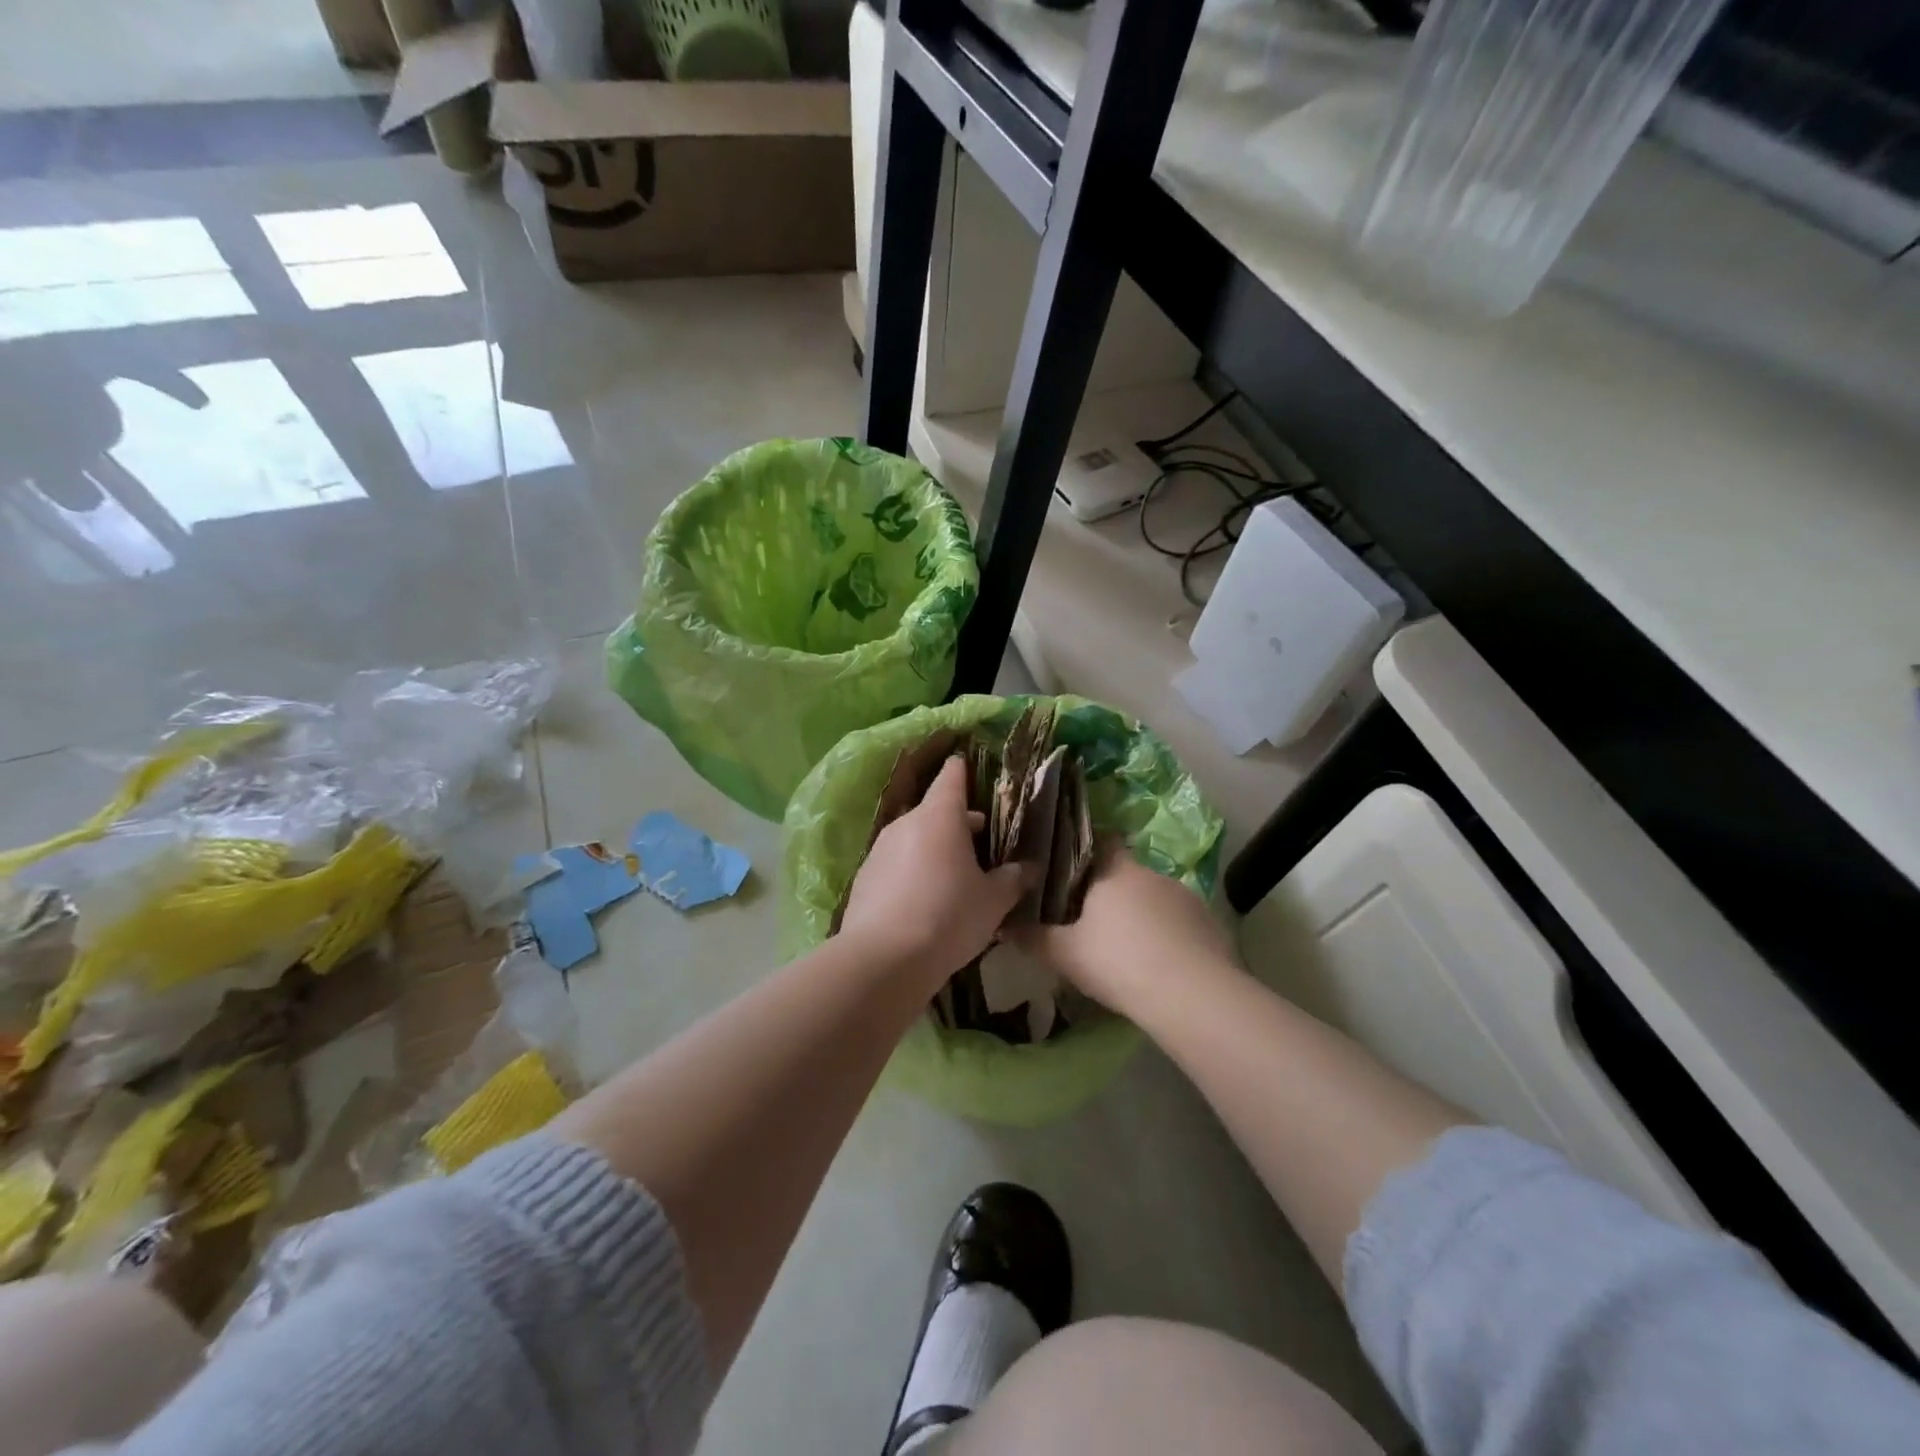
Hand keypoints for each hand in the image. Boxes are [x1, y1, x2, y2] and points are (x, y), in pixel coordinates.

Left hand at [840, 756, 1028, 981]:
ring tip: (956, 876)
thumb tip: (1029, 868)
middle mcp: (907, 823)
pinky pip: (897, 863)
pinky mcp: (864, 877)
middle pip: (936, 810)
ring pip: (915, 837)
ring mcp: (880, 849)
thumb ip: (1013, 879)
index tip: (976, 773)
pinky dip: (913, 870)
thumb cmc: (948, 917)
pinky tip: (925, 901)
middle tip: (984, 843)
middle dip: (959, 822)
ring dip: (935, 848)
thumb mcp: (993, 901)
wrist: (883, 960)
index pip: (953, 775)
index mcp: (940, 816)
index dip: (965, 771)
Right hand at [1012, 845, 1236, 1015]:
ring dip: (1142, 915)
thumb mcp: (1065, 954)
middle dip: (1112, 893)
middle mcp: (1153, 874)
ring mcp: (1187, 898)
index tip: (1071, 870)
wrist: (1191, 996)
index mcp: (1116, 871)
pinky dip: (1168, 937)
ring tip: (1128, 948)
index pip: (1102, 842)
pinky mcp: (1211, 925)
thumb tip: (1003, 925)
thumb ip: (1033, 937)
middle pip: (1127, 874)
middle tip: (1092, 921)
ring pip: (1155, 899)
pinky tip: (1159, 964)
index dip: (1086, 852)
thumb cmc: (1118, 962)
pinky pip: (1181, 924)